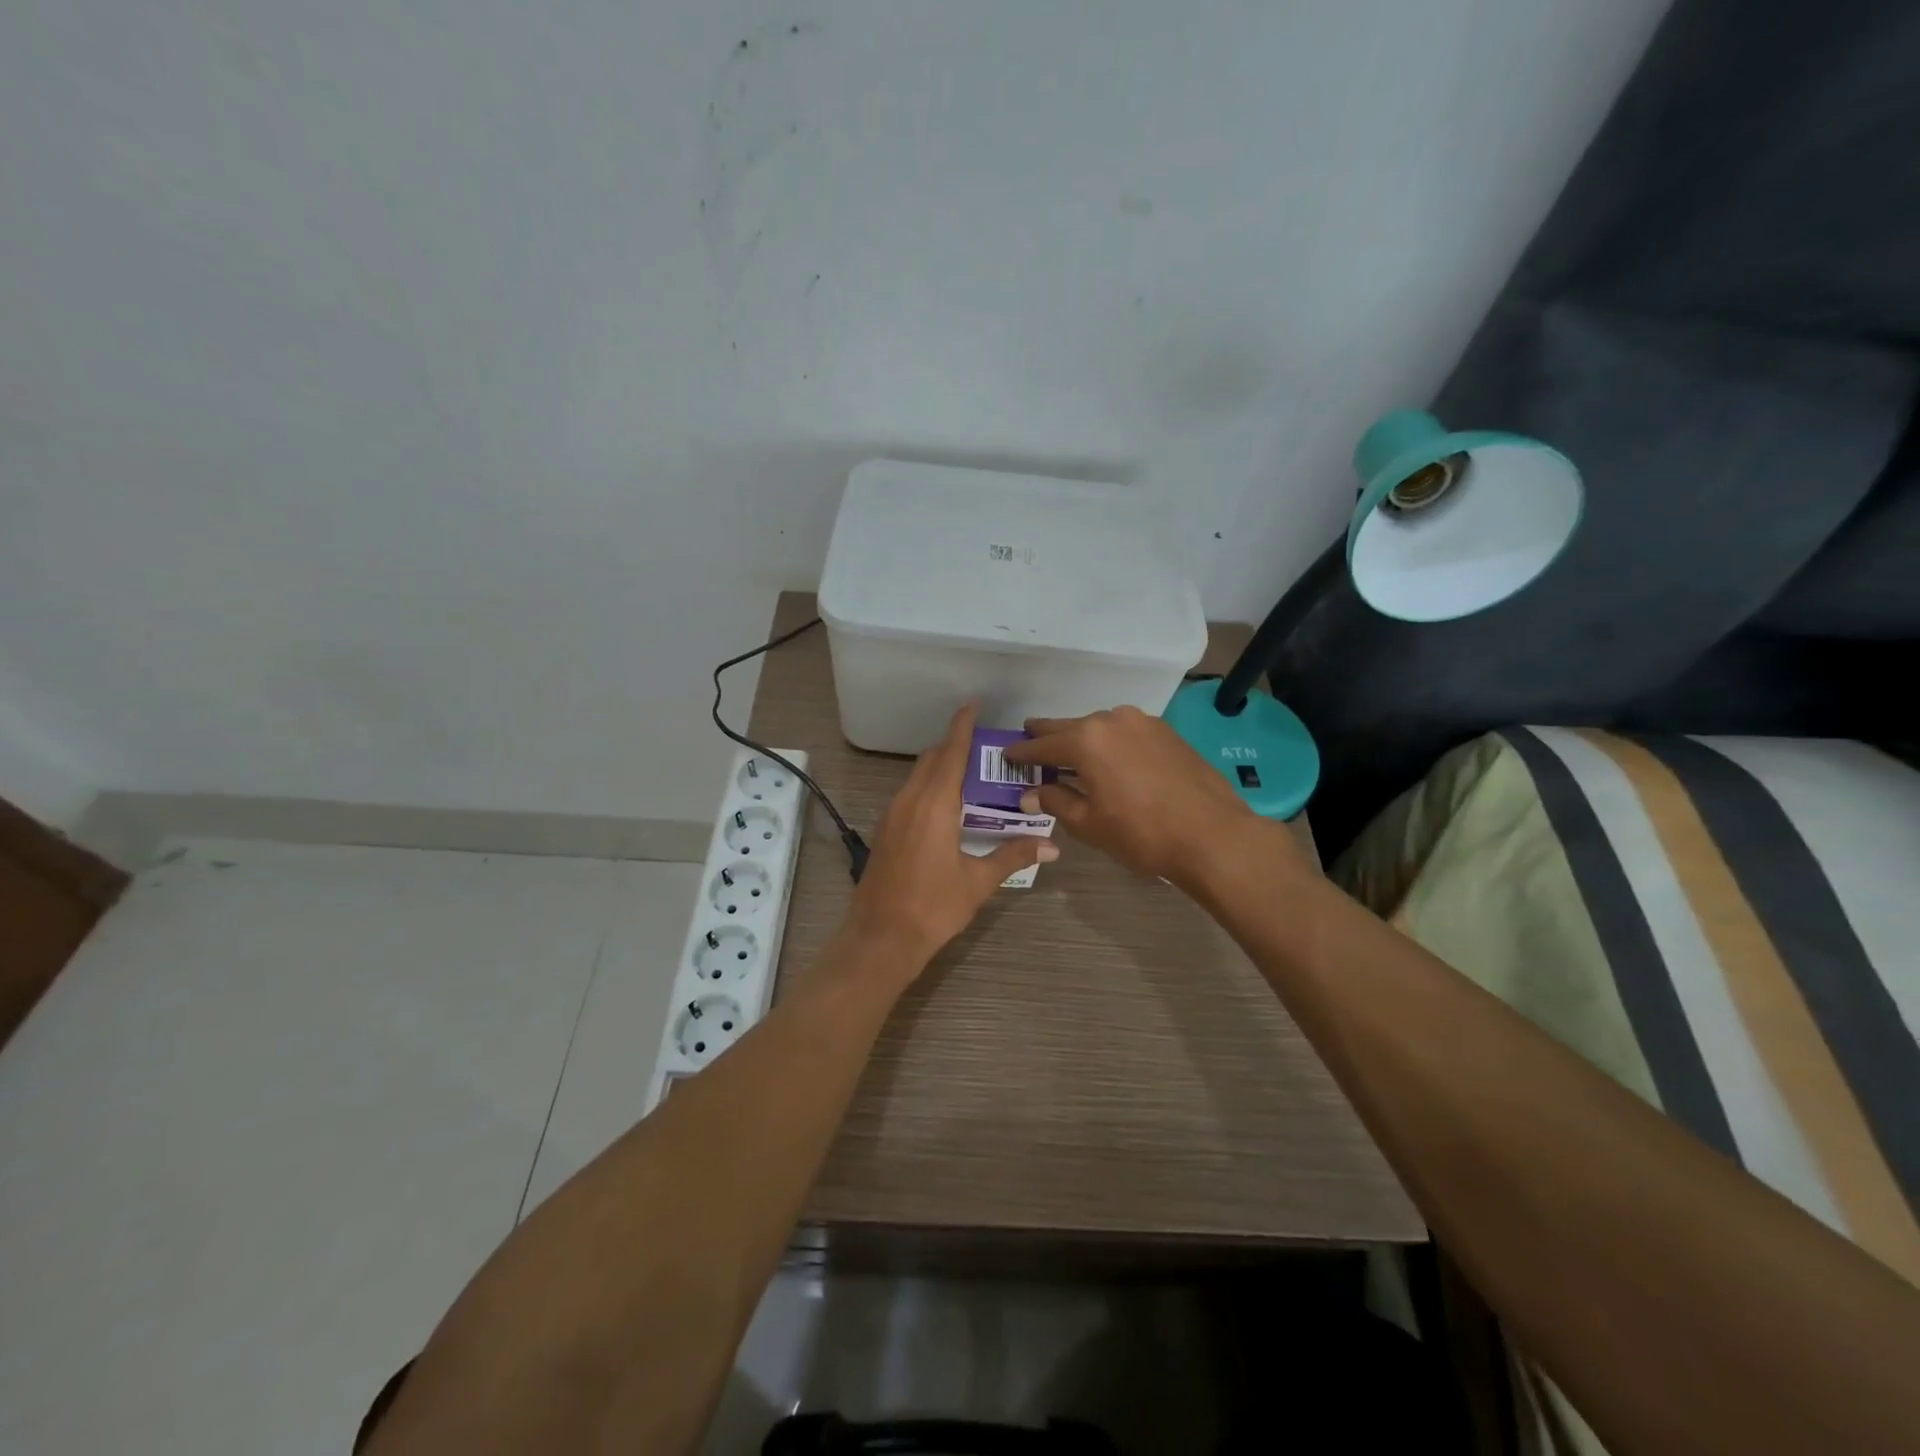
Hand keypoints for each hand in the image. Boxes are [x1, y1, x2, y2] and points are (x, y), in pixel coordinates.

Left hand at [844, 704, 1057, 968]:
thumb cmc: (933, 907)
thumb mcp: (978, 881)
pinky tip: (949, 807)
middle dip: (955, 746)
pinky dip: (930, 787)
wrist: (881, 938)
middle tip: (987, 751)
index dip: (962, 726)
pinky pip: (910, 793)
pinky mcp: (886, 830)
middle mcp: (910, 800)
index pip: (950, 752)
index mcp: (934, 804)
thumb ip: (1014, 856)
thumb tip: (1052, 847)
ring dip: (941, 767)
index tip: (973, 704)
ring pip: (918, 776)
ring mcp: (893, 814)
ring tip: (973, 777)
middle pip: (932, 759)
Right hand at [1002, 705, 1285, 886]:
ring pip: (1099, 726)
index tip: (1007, 755)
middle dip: (1048, 736)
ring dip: (1082, 739)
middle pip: (1069, 727)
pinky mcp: (1166, 731)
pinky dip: (1110, 742)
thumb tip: (1030, 793)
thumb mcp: (1089, 823)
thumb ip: (1055, 801)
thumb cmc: (1141, 833)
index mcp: (1085, 740)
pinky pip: (1125, 732)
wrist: (1212, 834)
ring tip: (1071, 753)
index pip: (1042, 744)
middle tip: (1030, 740)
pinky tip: (1110, 759)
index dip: (1021, 752)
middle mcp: (1111, 720)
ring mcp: (1142, 722)